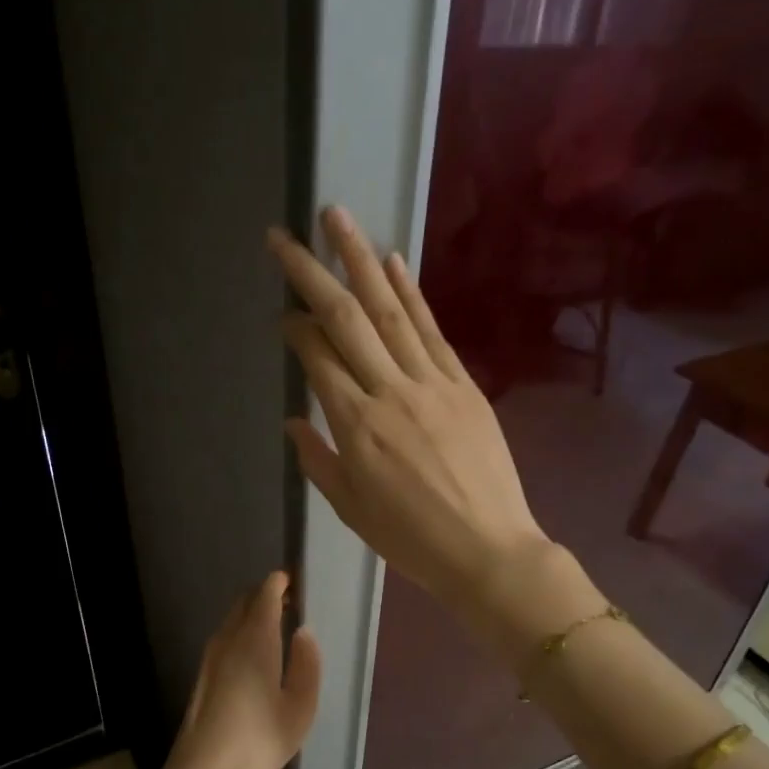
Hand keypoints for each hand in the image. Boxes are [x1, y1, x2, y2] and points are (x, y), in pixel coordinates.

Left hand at [150, 572, 320, 768]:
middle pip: (246, 600)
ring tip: (279, 626)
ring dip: (254, 613)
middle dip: (268, 594)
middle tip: (293, 602)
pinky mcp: (204, 673)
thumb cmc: (259, 739)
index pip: (265, 593)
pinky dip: (243, 630)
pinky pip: (226, 635)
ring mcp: (211, 655)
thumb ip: (307, 663)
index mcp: (255, 639)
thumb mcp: (300, 706)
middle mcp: (229, 638)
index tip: (298, 582)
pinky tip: (257, 653)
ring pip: (233, 618)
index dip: (281, 582)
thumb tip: (303, 632)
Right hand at [271, 206, 551, 610]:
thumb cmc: (410, 539)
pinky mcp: (464, 384)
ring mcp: (431, 382)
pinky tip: (391, 260)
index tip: (281, 311)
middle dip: (310, 273)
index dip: (295, 327)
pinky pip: (431, 329)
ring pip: (389, 310)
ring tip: (336, 218)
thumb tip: (294, 421)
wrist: (487, 550)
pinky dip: (411, 292)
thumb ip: (319, 461)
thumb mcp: (351, 510)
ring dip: (359, 260)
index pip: (317, 358)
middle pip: (345, 320)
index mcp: (356, 427)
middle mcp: (390, 392)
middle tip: (283, 236)